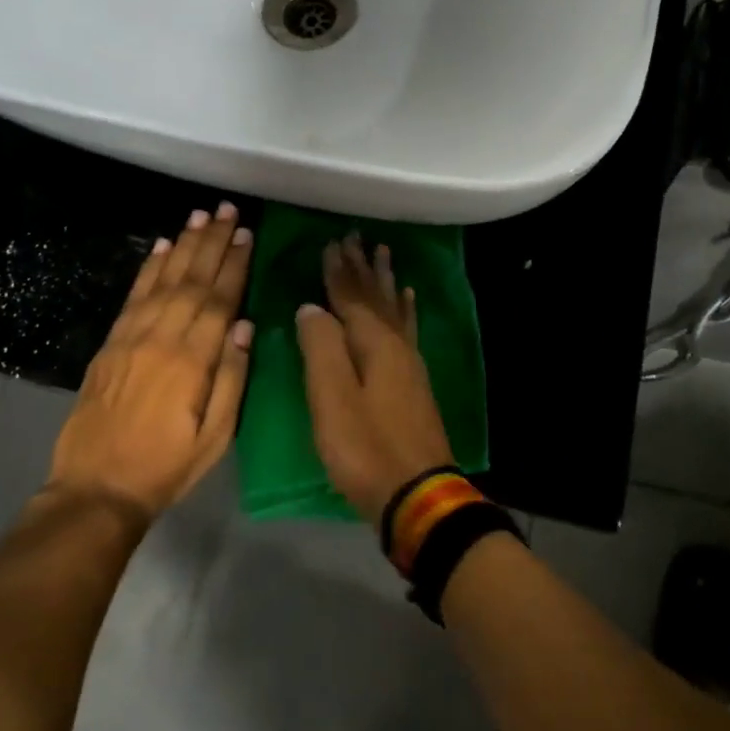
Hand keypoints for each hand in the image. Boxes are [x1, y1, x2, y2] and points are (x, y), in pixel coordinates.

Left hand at [49, 203, 253, 520]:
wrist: (96, 488)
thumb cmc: (167, 467)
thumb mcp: (216, 436)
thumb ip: (232, 378)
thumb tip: (244, 325)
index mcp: (192, 362)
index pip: (219, 301)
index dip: (234, 265)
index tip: (246, 235)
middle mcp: (161, 339)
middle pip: (192, 280)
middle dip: (212, 243)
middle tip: (228, 210)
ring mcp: (131, 338)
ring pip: (163, 281)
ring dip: (184, 246)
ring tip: (201, 216)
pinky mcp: (110, 344)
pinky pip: (133, 297)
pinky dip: (149, 269)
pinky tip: (162, 247)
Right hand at [296, 234, 454, 520]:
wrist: (417, 494)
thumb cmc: (366, 448)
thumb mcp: (332, 399)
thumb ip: (321, 348)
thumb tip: (312, 307)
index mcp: (373, 344)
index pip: (351, 296)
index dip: (339, 270)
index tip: (331, 241)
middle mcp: (395, 344)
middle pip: (375, 296)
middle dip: (363, 266)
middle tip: (356, 236)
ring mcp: (409, 363)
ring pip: (393, 308)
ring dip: (384, 280)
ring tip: (383, 253)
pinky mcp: (414, 382)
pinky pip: (408, 329)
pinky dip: (405, 309)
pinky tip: (407, 299)